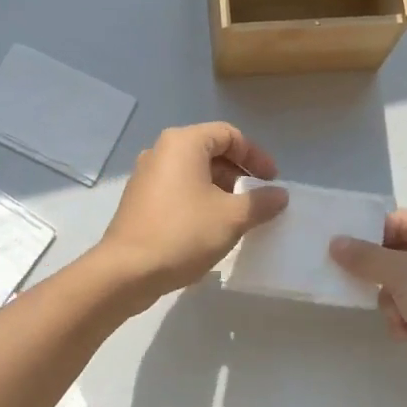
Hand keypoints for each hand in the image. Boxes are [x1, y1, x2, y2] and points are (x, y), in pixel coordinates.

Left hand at [97, 123, 287, 307]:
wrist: (127, 271)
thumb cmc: (183, 233)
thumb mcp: (232, 218)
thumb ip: (260, 202)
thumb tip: (280, 195)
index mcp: (183, 143)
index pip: (229, 134)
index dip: (255, 155)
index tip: (271, 181)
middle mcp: (161, 151)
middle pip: (209, 151)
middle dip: (238, 173)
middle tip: (256, 199)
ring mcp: (146, 175)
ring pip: (193, 172)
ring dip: (219, 189)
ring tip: (236, 217)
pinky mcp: (139, 200)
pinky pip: (177, 189)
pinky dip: (198, 200)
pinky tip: (209, 228)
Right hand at [329, 211, 406, 406]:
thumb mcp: (403, 273)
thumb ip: (366, 257)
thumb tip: (336, 242)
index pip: (397, 221)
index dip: (369, 235)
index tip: (341, 253)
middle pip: (397, 253)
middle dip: (380, 275)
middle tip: (363, 288)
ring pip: (402, 284)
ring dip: (392, 302)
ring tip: (398, 319)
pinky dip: (406, 319)